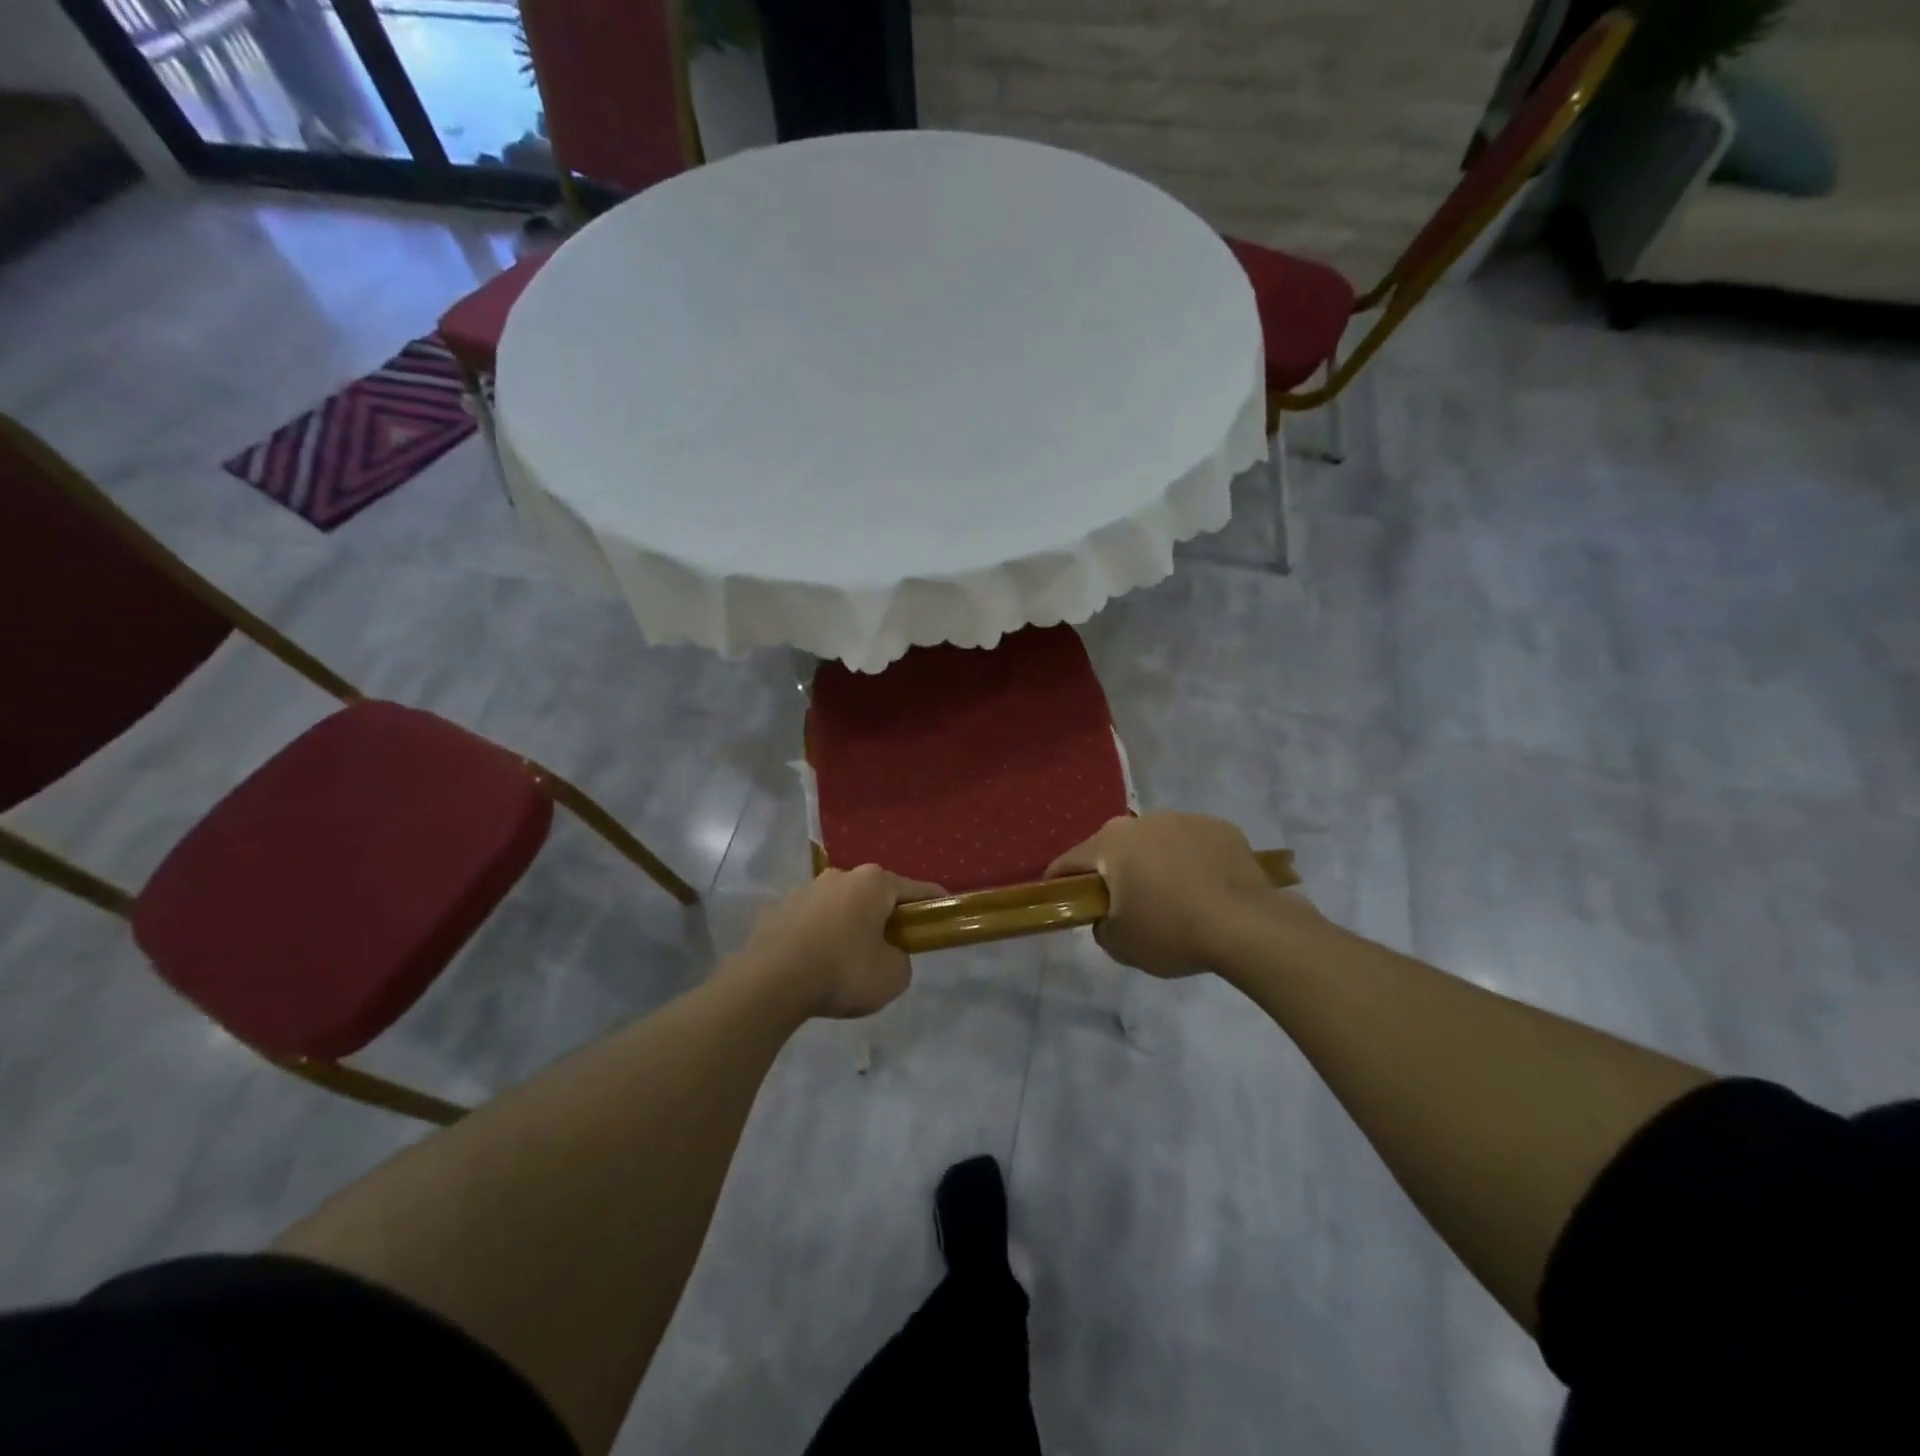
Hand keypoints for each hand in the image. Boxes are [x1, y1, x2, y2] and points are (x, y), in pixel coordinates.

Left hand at [735, 865, 943, 1019]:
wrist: (769, 983)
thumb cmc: (842, 972)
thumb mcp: (893, 976)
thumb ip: (900, 960)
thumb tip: (887, 955)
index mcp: (873, 883)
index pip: (915, 889)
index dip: (934, 903)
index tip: (944, 913)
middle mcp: (839, 876)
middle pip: (874, 894)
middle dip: (885, 915)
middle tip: (892, 946)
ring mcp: (804, 890)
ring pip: (839, 906)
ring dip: (848, 925)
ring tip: (846, 960)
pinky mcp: (776, 910)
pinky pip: (809, 922)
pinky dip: (817, 937)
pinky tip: (814, 964)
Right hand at [1048, 812, 1313, 976]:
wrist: (1247, 926)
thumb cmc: (1172, 932)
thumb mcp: (1120, 944)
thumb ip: (1100, 925)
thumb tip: (1107, 914)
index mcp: (1110, 844)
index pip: (1069, 862)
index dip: (1059, 883)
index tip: (1062, 900)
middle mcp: (1142, 821)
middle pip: (1114, 847)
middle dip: (1113, 872)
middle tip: (1125, 904)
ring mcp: (1184, 819)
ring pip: (1155, 842)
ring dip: (1154, 862)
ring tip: (1172, 897)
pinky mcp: (1220, 827)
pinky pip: (1192, 844)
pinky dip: (1190, 861)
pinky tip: (1205, 889)